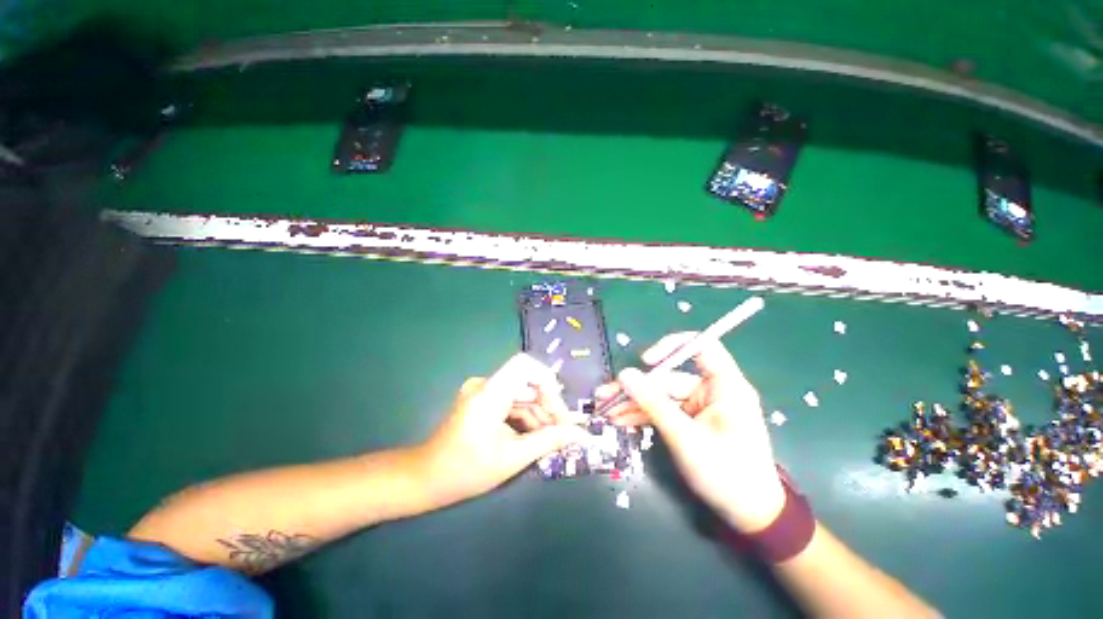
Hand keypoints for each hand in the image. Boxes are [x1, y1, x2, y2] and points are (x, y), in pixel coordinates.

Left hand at [416, 353, 589, 507]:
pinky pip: (512, 401)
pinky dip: (525, 416)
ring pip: (522, 393)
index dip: (547, 381)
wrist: (426, 478)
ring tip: (551, 439)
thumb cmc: (466, 471)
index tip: (558, 410)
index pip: (525, 365)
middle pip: (527, 382)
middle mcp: (486, 384)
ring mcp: (483, 391)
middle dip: (548, 405)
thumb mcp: (512, 458)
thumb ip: (548, 441)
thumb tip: (580, 434)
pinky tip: (534, 436)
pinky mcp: (483, 399)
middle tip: (563, 431)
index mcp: (489, 393)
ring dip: (539, 413)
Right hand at [598, 333, 784, 531]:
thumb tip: (624, 374)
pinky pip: (663, 411)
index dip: (672, 346)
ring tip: (605, 411)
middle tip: (604, 395)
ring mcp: (699, 407)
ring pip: (661, 396)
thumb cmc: (727, 475)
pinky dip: (644, 416)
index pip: (701, 346)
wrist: (749, 516)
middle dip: (636, 388)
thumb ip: (654, 404)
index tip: (646, 361)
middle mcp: (711, 391)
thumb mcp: (686, 438)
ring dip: (634, 404)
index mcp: (725, 386)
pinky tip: (621, 420)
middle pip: (668, 378)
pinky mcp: (691, 421)